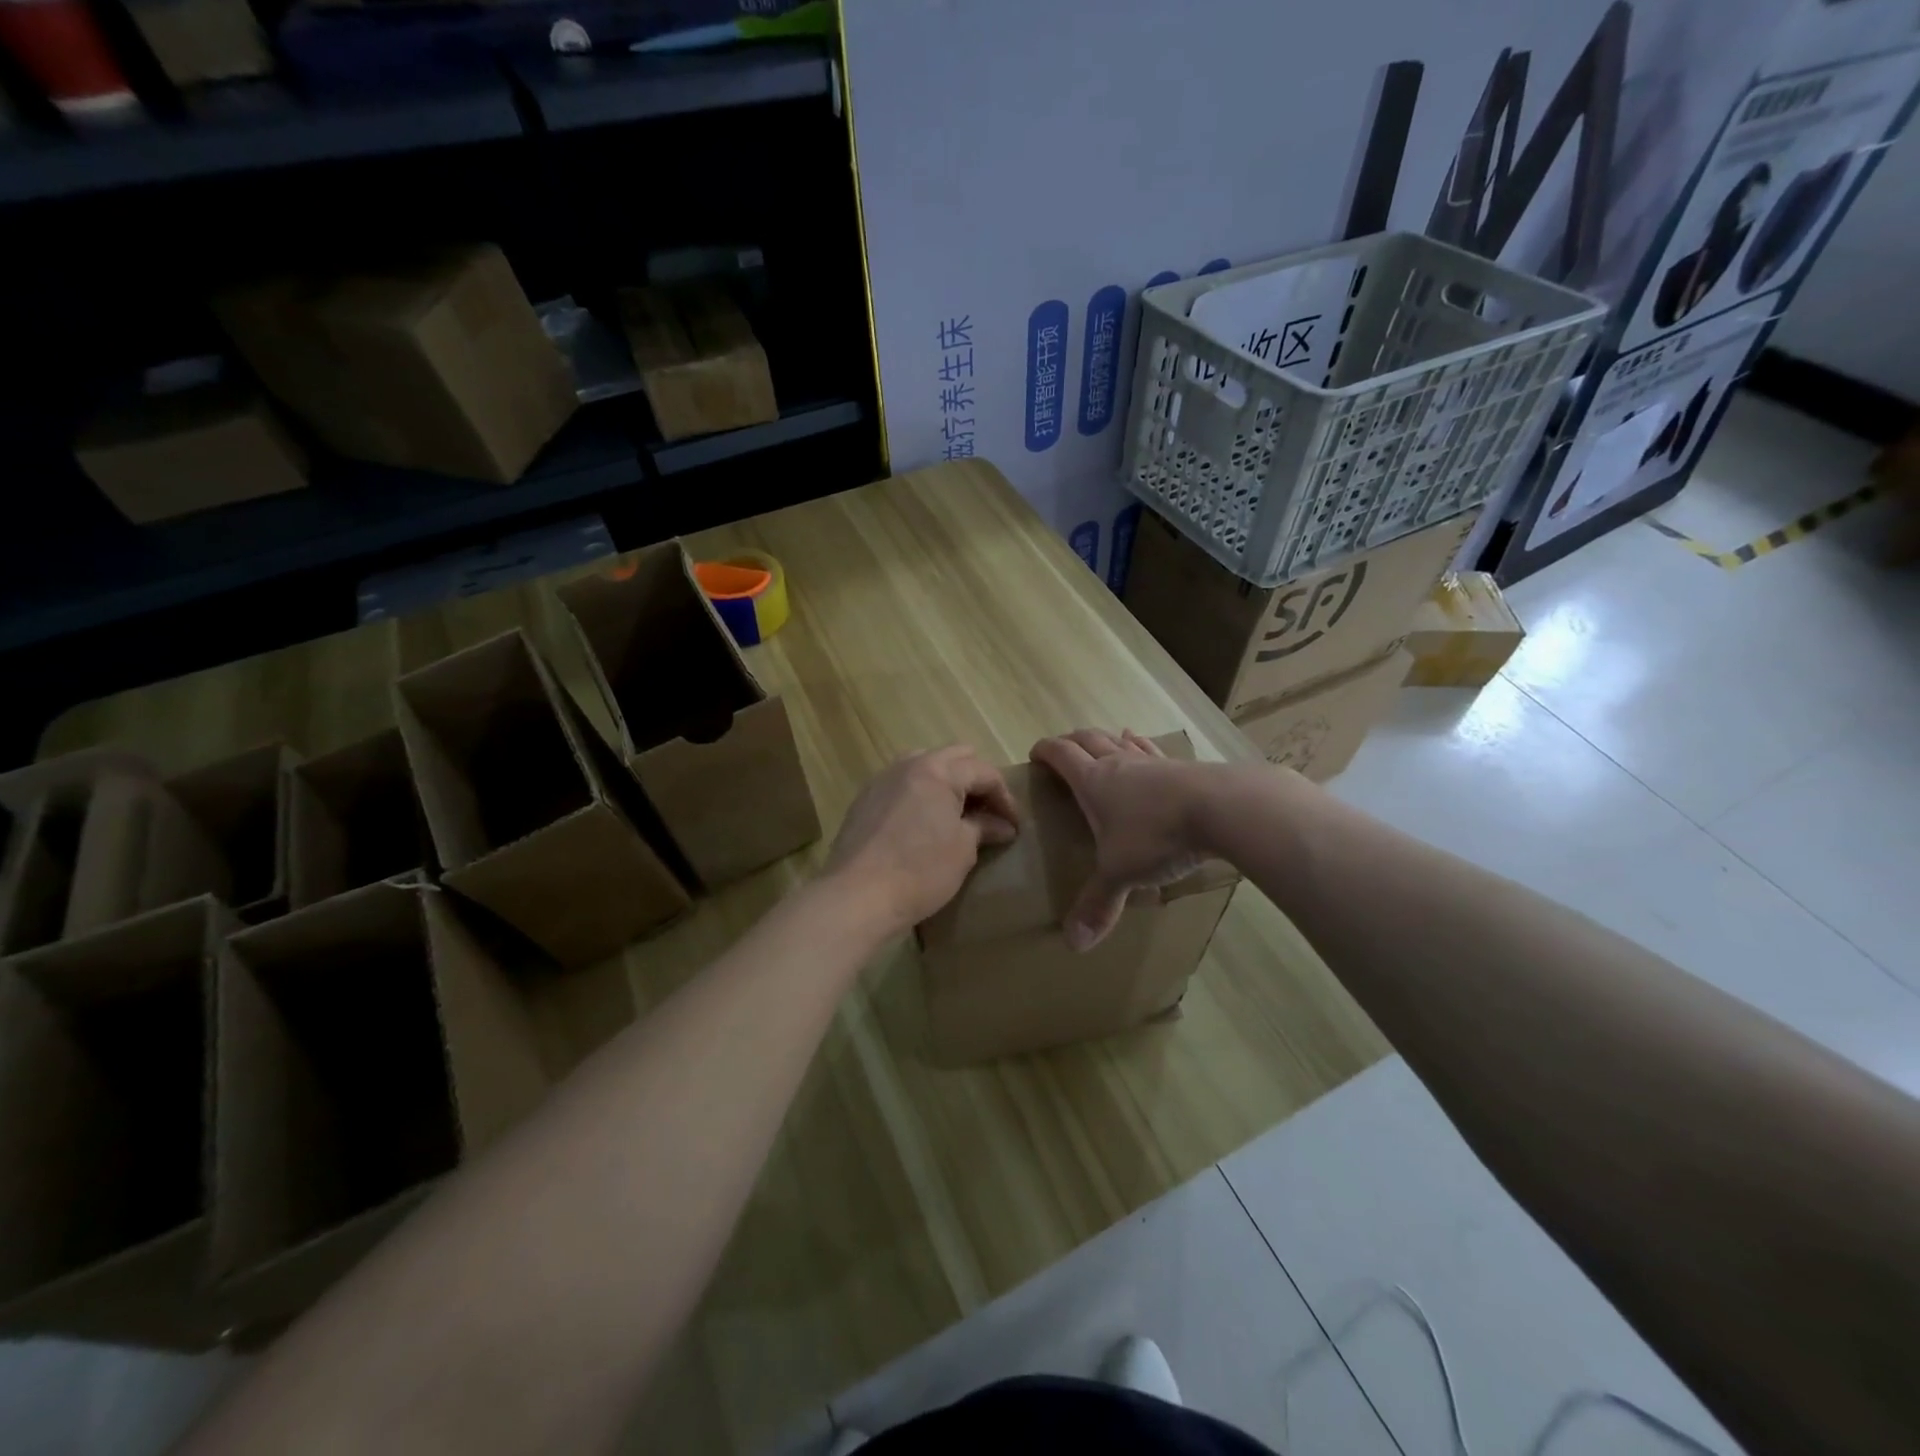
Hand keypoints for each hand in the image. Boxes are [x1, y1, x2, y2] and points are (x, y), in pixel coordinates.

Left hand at [823, 746, 1019, 936]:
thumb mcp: (962, 849)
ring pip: (923, 766)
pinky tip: (924, 823)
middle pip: (953, 758)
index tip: (1013, 825)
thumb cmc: (920, 871)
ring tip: (957, 814)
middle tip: (988, 812)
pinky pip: (901, 785)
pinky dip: (920, 795)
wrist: (857, 896)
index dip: (1004, 797)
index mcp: (937, 770)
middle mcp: (907, 765)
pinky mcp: (864, 800)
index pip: (983, 771)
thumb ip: (983, 827)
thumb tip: (1002, 826)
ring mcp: (882, 780)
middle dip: (976, 780)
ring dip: (946, 783)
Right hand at [1029, 729, 1210, 950]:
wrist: (1221, 809)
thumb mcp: (1121, 873)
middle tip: (1062, 748)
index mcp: (1094, 782)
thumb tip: (1073, 945)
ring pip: (1121, 741)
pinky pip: (1152, 750)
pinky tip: (1142, 745)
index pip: (1062, 755)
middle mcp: (1119, 763)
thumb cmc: (1157, 836)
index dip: (1045, 751)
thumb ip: (1098, 904)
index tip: (1035, 754)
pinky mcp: (1182, 766)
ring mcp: (1152, 762)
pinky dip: (1140, 745)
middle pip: (1088, 740)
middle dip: (1071, 741)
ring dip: (1106, 739)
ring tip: (1103, 741)